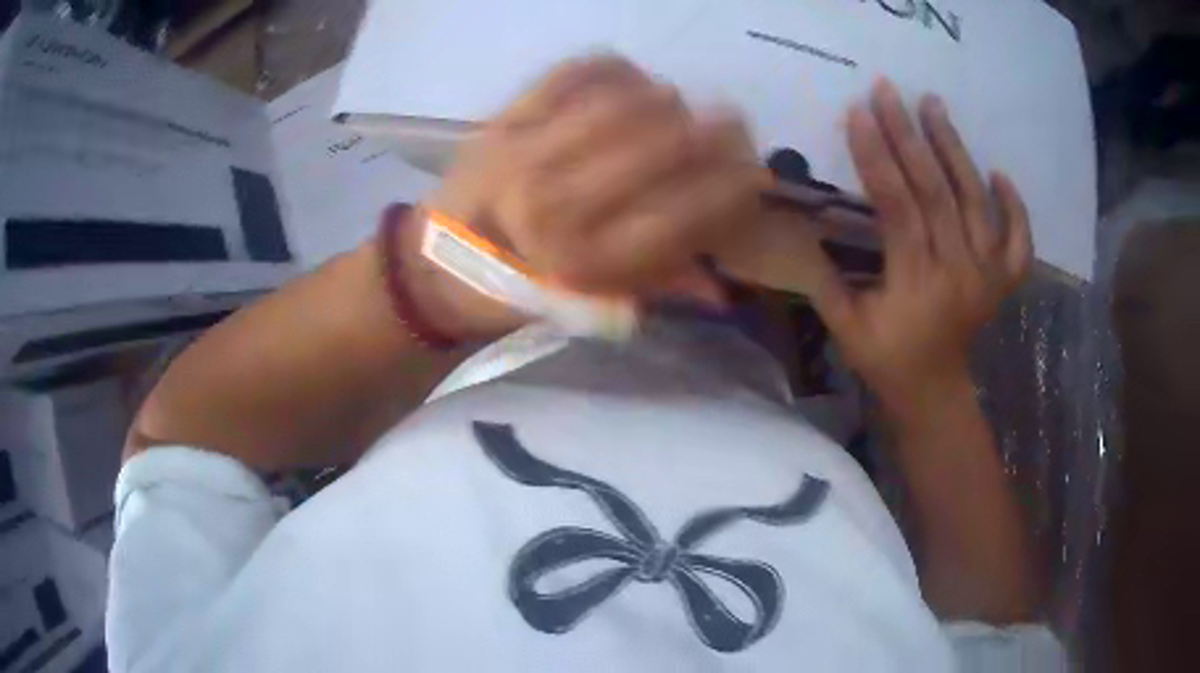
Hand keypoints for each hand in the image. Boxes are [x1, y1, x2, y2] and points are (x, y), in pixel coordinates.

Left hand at [425, 56, 762, 293]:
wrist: (435, 267)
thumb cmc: (516, 294)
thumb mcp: (589, 307)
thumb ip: (659, 286)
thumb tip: (727, 283)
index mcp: (581, 263)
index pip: (686, 213)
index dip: (735, 189)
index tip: (758, 175)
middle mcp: (557, 202)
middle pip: (665, 144)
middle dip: (718, 132)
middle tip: (735, 128)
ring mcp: (526, 151)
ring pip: (626, 101)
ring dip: (669, 100)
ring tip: (679, 109)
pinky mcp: (502, 118)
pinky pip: (573, 72)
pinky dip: (614, 70)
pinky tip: (629, 83)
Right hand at [732, 80, 1032, 405]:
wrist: (935, 395)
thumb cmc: (887, 363)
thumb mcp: (846, 330)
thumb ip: (825, 281)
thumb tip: (801, 228)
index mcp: (917, 284)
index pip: (898, 206)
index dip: (877, 156)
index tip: (859, 112)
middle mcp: (959, 272)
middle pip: (937, 193)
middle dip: (910, 136)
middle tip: (891, 91)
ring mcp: (988, 276)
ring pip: (977, 203)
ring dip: (956, 151)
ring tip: (935, 106)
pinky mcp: (1003, 282)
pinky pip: (1019, 242)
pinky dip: (1015, 208)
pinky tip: (999, 175)